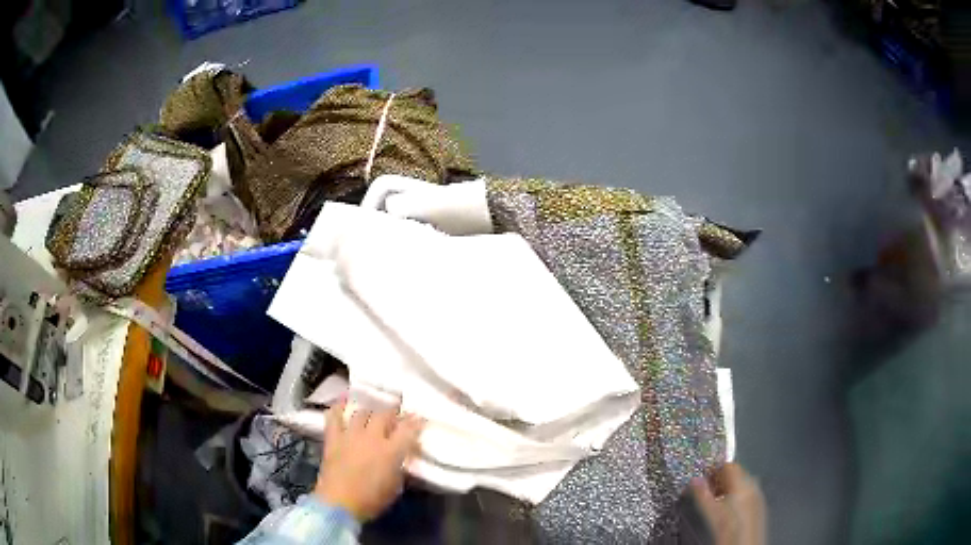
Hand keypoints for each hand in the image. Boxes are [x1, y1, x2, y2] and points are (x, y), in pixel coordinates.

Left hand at [314, 402, 424, 522]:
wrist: (338, 504)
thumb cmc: (371, 500)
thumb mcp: (395, 487)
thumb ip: (400, 467)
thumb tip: (402, 457)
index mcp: (391, 451)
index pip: (408, 429)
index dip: (416, 422)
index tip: (419, 418)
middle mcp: (372, 437)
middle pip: (385, 414)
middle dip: (393, 411)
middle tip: (397, 413)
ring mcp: (351, 435)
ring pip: (363, 412)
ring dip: (370, 411)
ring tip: (374, 412)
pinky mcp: (333, 438)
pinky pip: (334, 416)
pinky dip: (339, 406)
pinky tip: (343, 400)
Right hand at [690, 463, 765, 544]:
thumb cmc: (730, 531)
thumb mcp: (712, 513)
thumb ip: (702, 495)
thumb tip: (695, 481)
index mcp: (743, 484)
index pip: (729, 466)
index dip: (714, 470)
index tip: (703, 478)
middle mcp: (753, 486)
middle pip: (736, 473)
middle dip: (720, 480)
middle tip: (707, 490)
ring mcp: (758, 495)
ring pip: (742, 483)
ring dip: (728, 488)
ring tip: (716, 500)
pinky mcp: (759, 505)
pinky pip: (748, 492)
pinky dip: (737, 496)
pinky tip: (728, 508)